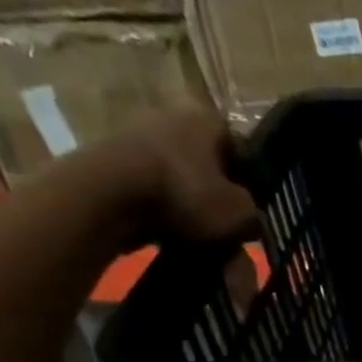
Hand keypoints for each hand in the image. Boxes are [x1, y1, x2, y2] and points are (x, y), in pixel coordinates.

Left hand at [84, 109, 261, 246]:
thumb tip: (251, 219)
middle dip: (221, 204)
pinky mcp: (115, 161)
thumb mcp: (240, 213)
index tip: (254, 216)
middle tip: (229, 236)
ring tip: (201, 243)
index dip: (253, 186)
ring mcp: (140, 136)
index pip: (243, 152)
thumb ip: (254, 215)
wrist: (107, 194)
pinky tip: (171, 237)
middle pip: (211, 169)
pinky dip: (165, 213)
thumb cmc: (185, 194)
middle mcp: (174, 117)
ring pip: (183, 183)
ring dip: (194, 212)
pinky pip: (155, 192)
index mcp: (208, 119)